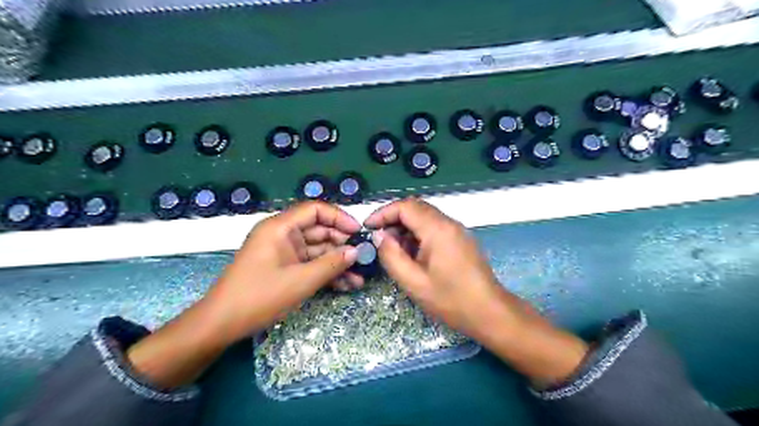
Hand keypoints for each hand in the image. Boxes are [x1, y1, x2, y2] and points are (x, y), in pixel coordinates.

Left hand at [127, 201, 361, 388]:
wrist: (221, 325)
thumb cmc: (259, 297)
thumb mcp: (300, 281)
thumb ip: (331, 264)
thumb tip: (357, 251)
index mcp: (280, 227)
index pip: (315, 210)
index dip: (339, 217)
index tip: (358, 232)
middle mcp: (283, 235)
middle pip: (319, 230)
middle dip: (342, 244)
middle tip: (363, 258)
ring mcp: (284, 252)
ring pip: (317, 250)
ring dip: (337, 262)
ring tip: (359, 277)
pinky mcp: (285, 268)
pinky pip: (310, 264)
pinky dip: (326, 272)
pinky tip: (347, 285)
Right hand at [365, 198, 589, 385]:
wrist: (489, 312)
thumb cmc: (450, 300)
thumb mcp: (413, 282)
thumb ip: (391, 256)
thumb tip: (380, 236)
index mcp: (437, 229)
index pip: (405, 206)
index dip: (383, 213)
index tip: (368, 228)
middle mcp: (449, 223)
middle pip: (415, 207)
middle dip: (393, 219)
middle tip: (379, 240)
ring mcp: (457, 230)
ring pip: (425, 217)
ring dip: (406, 227)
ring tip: (394, 250)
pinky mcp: (460, 239)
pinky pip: (434, 227)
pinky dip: (418, 234)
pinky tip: (412, 254)